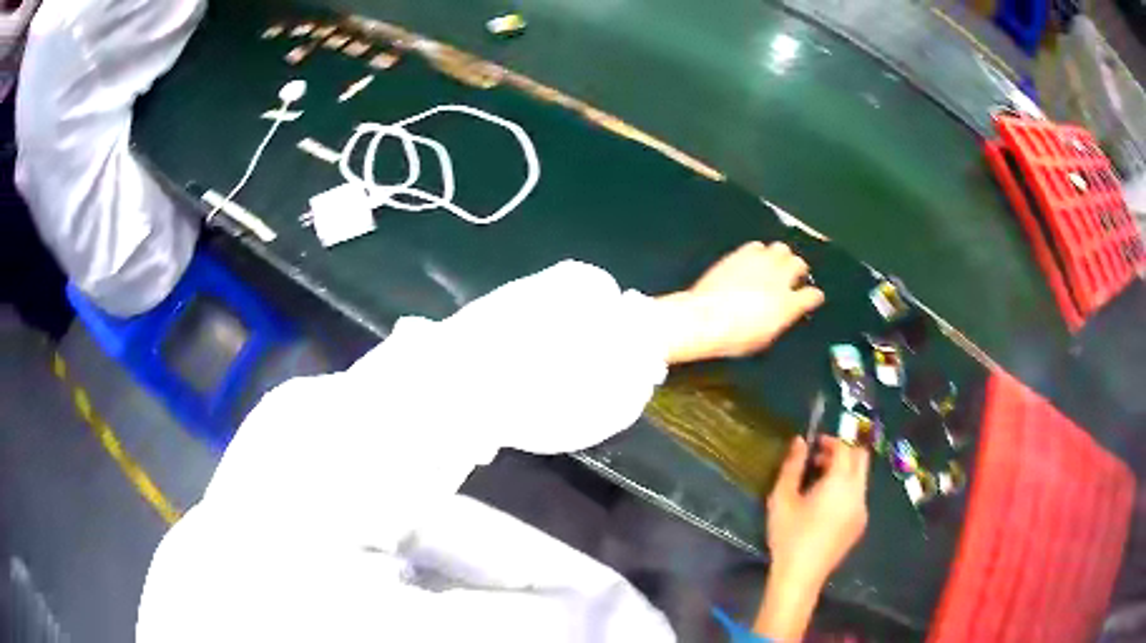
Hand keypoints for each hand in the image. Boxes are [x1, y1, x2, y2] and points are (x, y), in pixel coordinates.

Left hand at [656, 241, 824, 363]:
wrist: (705, 318)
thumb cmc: (734, 337)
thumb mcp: (765, 338)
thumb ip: (780, 321)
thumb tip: (783, 316)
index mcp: (788, 304)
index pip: (812, 295)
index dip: (813, 297)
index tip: (812, 298)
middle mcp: (779, 279)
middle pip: (799, 264)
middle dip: (799, 270)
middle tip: (792, 276)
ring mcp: (760, 263)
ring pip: (781, 248)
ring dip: (781, 256)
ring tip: (775, 265)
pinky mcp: (740, 254)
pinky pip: (756, 246)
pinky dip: (759, 252)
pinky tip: (754, 260)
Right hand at [751, 437, 868, 639]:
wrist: (801, 576)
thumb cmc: (789, 536)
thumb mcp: (782, 498)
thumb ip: (792, 466)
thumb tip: (799, 441)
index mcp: (840, 483)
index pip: (845, 448)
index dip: (831, 441)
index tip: (813, 445)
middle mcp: (858, 492)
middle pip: (861, 458)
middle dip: (843, 452)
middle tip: (819, 459)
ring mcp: (862, 510)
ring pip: (861, 477)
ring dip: (844, 471)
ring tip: (818, 485)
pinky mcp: (860, 524)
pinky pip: (858, 496)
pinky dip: (846, 489)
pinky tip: (824, 507)